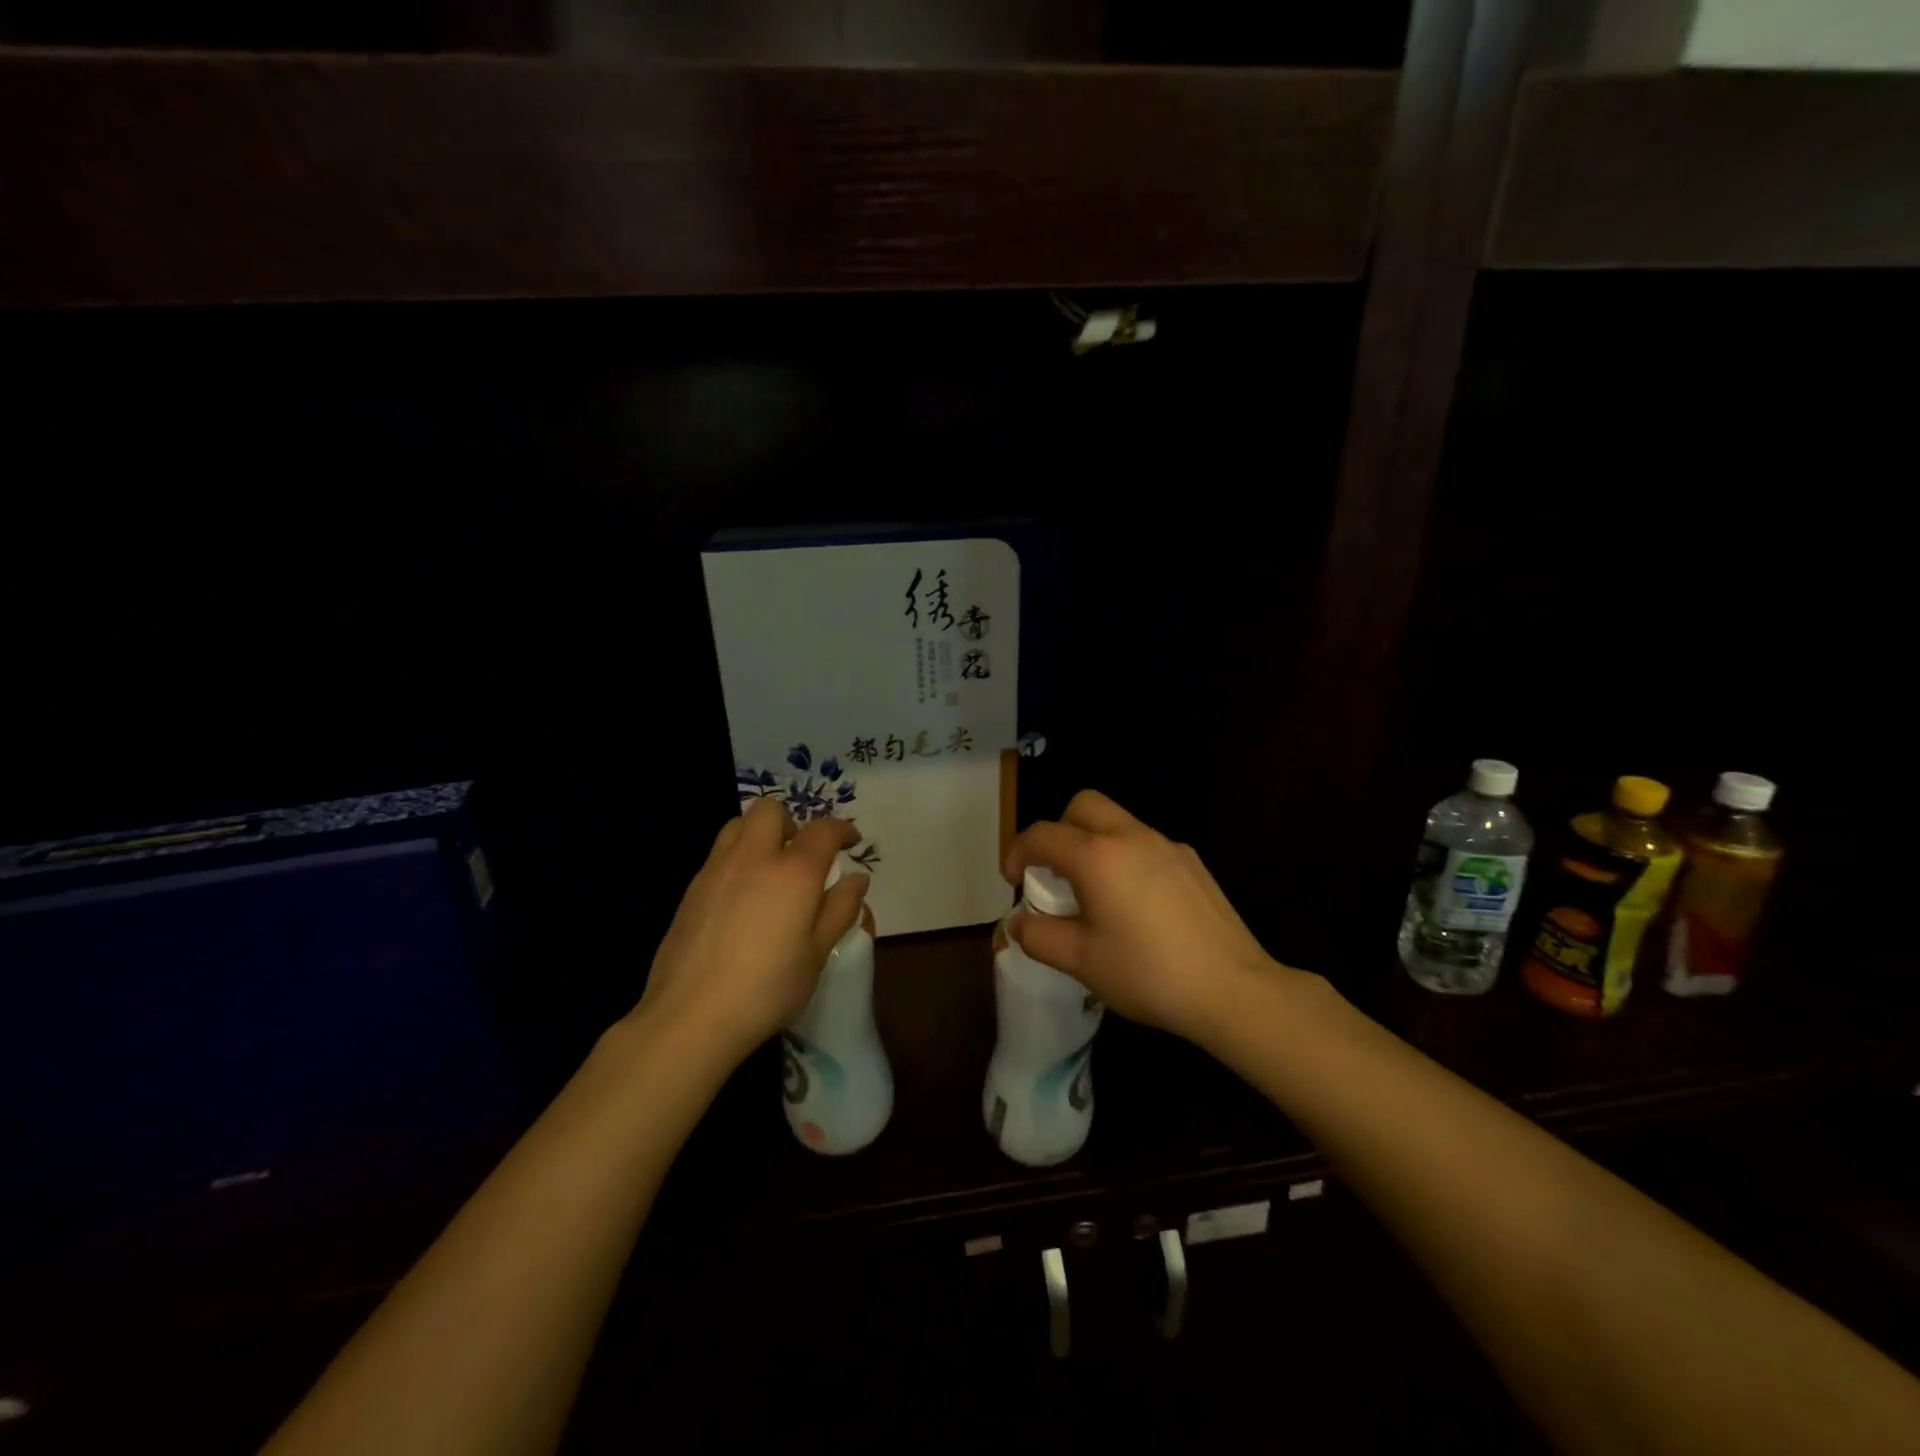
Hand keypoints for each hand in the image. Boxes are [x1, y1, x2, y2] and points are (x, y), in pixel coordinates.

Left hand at [634, 798, 868, 1063]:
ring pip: (738, 824)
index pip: (823, 830)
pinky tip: (742, 898)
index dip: (841, 830)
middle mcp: (753, 857)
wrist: (691, 1015)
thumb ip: (840, 909)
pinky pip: (719, 854)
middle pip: (770, 810)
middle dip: (792, 822)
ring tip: (770, 870)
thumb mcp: (817, 953)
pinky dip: (737, 859)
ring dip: (759, 834)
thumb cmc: (767, 988)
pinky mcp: (691, 889)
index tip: (850, 842)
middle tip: (802, 855)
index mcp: (793, 872)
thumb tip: (856, 878)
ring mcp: (716, 869)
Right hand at [1005, 790, 1291, 1047]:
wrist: (1232, 989)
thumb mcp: (1081, 962)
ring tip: (1095, 893)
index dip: (1018, 853)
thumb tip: (1018, 923)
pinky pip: (1146, 844)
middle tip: (1055, 873)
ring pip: (1117, 822)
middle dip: (1059, 830)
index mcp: (1097, 856)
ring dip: (1093, 843)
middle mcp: (1131, 837)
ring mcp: (1167, 845)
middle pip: (1083, 806)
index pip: (1042, 835)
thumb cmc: (1148, 974)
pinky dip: (1126, 858)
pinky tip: (1138, 905)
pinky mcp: (1193, 862)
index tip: (1013, 881)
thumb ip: (1039, 936)